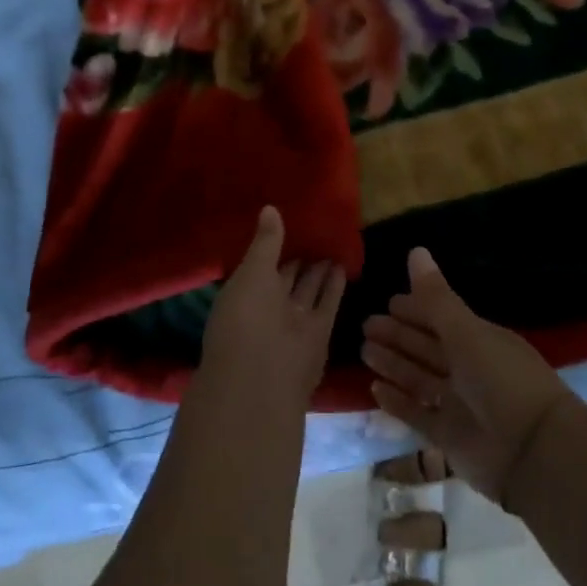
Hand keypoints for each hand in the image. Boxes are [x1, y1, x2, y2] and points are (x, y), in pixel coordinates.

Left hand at [200, 206, 347, 411]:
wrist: (262, 377)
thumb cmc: (245, 318)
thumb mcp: (251, 272)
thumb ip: (265, 242)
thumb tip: (270, 207)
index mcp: (243, 293)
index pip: (259, 264)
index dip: (271, 245)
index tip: (285, 221)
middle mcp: (268, 308)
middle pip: (286, 276)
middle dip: (297, 256)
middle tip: (313, 229)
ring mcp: (294, 320)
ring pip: (308, 288)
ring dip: (318, 269)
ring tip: (331, 242)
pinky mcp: (319, 331)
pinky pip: (328, 301)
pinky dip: (335, 285)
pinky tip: (343, 263)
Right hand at [360, 247, 572, 503]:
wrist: (533, 452)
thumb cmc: (502, 379)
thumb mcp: (466, 332)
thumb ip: (436, 296)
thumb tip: (415, 250)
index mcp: (478, 339)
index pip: (441, 318)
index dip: (415, 309)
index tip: (388, 301)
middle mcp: (468, 368)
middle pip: (426, 346)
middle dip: (398, 335)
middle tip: (366, 324)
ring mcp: (458, 403)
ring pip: (419, 377)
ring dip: (393, 364)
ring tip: (365, 350)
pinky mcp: (449, 436)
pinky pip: (417, 414)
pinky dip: (397, 402)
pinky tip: (374, 389)